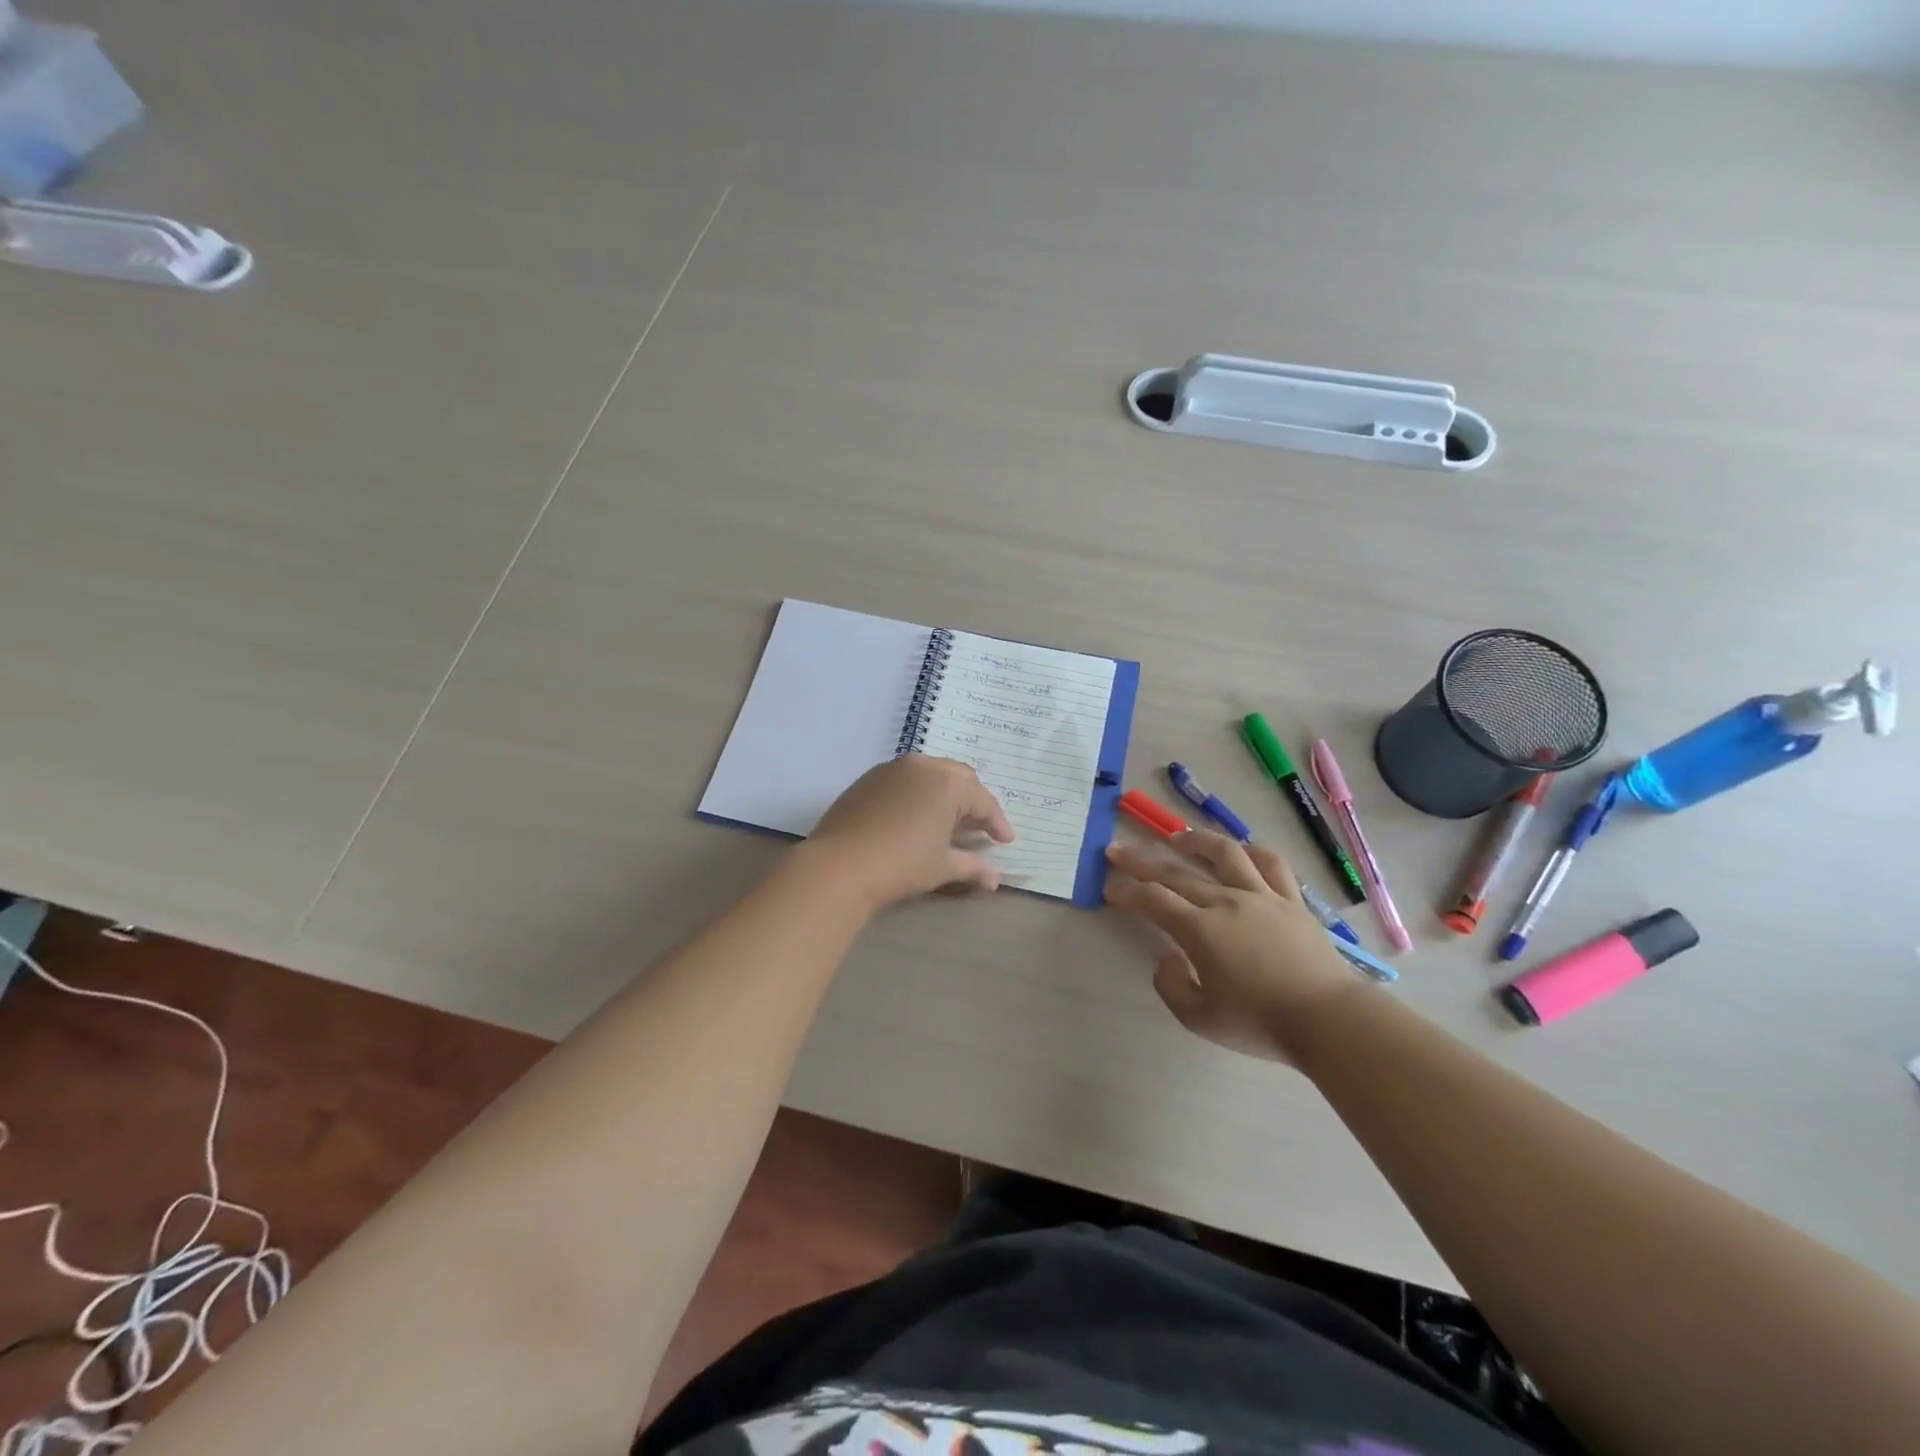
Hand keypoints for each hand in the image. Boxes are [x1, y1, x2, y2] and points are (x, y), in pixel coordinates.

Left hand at [804, 756, 1016, 910]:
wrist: (839, 866)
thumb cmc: (900, 865)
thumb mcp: (941, 867)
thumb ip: (972, 867)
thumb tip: (995, 879)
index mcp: (948, 784)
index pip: (983, 801)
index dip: (997, 823)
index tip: (1006, 841)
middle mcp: (923, 767)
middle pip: (959, 778)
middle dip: (973, 801)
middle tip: (979, 827)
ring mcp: (893, 769)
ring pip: (930, 774)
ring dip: (945, 793)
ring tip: (949, 820)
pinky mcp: (869, 778)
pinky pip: (905, 779)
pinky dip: (918, 793)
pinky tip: (916, 816)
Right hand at [1104, 830, 1362, 1061]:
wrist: (1329, 1021)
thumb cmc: (1261, 1023)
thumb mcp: (1200, 1019)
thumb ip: (1171, 986)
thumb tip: (1165, 957)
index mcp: (1201, 930)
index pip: (1153, 900)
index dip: (1126, 891)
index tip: (1109, 888)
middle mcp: (1227, 902)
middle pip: (1177, 872)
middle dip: (1141, 861)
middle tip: (1117, 851)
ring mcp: (1262, 896)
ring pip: (1225, 854)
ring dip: (1196, 841)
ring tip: (1177, 837)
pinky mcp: (1292, 901)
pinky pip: (1271, 864)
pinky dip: (1250, 851)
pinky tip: (1239, 850)